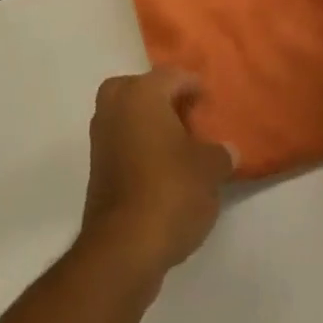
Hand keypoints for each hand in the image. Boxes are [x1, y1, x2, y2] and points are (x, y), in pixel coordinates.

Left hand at [79, 69, 234, 282]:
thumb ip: (220, 154)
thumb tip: (226, 151)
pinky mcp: (96, 165)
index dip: (193, 85)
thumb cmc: (171, 191)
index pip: (172, 76)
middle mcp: (115, 106)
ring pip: (128, 114)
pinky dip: (139, 144)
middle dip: (164, 99)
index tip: (209, 100)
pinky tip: (162, 167)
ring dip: (150, 123)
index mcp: (141, 94)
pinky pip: (122, 140)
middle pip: (141, 89)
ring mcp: (100, 136)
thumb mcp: (209, 170)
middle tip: (189, 117)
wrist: (124, 245)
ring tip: (179, 145)